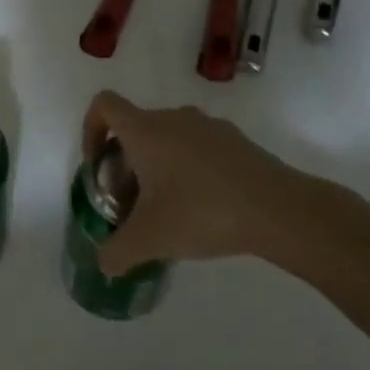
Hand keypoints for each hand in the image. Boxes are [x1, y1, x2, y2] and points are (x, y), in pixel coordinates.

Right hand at [82, 90, 369, 278]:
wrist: (279, 210)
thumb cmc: (202, 213)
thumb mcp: (150, 240)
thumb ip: (117, 252)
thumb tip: (104, 264)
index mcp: (146, 131)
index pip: (104, 105)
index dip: (91, 129)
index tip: (98, 165)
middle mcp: (174, 117)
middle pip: (136, 127)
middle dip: (126, 161)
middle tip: (132, 202)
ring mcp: (209, 126)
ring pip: (169, 138)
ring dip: (158, 165)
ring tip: (168, 208)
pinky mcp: (237, 141)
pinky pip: (198, 147)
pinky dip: (190, 169)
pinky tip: (204, 207)